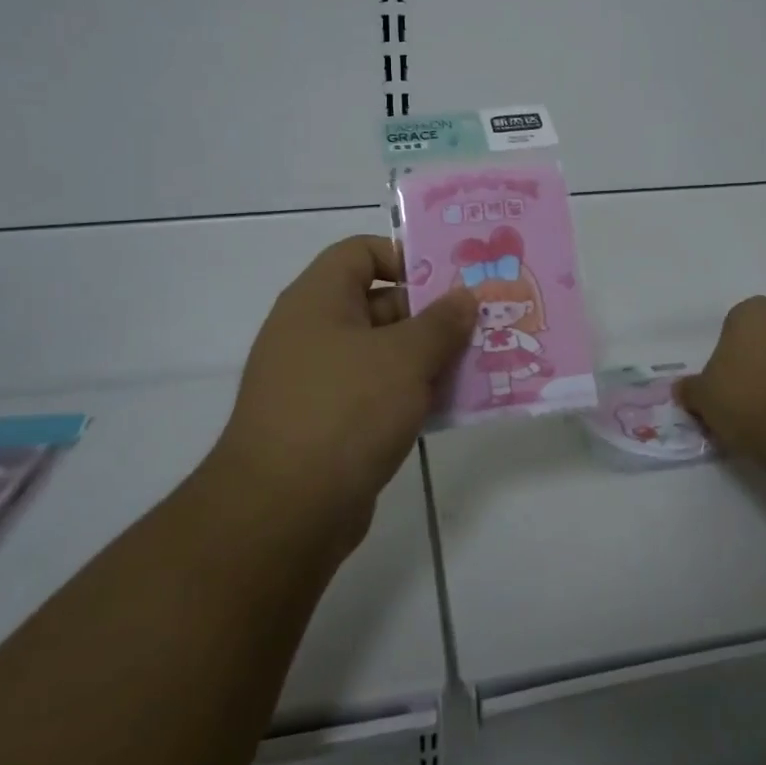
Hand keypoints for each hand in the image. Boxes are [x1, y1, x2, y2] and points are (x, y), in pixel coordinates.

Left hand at [204, 236, 477, 551]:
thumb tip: (463, 297)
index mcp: (319, 300)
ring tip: (481, 362)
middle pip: (380, 303)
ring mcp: (320, 381)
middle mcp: (314, 332)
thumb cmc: (344, 411)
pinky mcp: (330, 425)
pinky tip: (453, 406)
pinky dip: (412, 395)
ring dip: (429, 358)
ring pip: (384, 354)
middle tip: (482, 322)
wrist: (283, 512)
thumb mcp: (404, 358)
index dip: (406, 257)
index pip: (362, 252)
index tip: (450, 281)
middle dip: (432, 314)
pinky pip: (378, 394)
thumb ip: (441, 322)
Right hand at [675, 296, 765, 467]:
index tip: (724, 385)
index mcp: (751, 310)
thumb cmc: (747, 400)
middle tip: (745, 398)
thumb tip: (683, 389)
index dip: (726, 357)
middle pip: (765, 337)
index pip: (732, 327)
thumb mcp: (703, 398)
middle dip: (756, 361)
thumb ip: (691, 389)